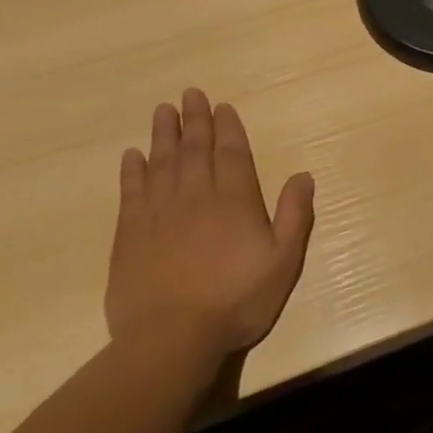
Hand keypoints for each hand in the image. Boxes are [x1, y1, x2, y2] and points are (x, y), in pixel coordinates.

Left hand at [106, 88, 314, 363]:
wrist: (171, 338)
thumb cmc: (237, 300)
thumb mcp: (283, 260)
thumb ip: (295, 215)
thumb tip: (303, 175)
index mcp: (235, 200)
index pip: (232, 153)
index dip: (228, 128)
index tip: (221, 106)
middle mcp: (197, 196)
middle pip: (195, 150)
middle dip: (195, 120)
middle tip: (190, 94)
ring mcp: (159, 213)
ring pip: (162, 163)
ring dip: (164, 135)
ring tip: (163, 110)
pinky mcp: (130, 235)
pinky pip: (131, 192)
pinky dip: (132, 171)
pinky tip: (132, 155)